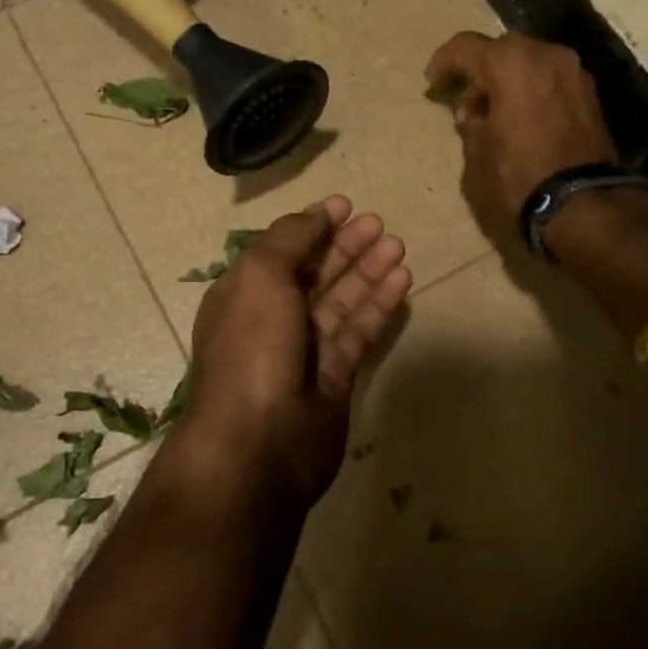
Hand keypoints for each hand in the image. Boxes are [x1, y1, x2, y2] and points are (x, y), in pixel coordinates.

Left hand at [182, 197, 411, 506]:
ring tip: (398, 246)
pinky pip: (360, 332)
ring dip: (368, 271)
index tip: (346, 206)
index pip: (283, 251)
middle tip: (380, 224)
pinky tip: (402, 281)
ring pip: (342, 301)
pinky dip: (379, 306)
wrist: (259, 443)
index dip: (314, 227)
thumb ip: (290, 239)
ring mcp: (305, 350)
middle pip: (315, 273)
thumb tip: (317, 214)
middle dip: (346, 246)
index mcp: (245, 293)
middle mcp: (273, 318)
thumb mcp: (260, 276)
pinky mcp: (336, 376)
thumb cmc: (252, 347)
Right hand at [425, 31, 618, 233]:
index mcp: (511, 63)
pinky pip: (551, 80)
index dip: (444, 62)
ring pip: (531, 62)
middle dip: (481, 69)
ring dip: (509, 79)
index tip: (433, 82)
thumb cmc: (518, 176)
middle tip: (467, 100)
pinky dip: (532, 90)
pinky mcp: (590, 95)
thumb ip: (471, 125)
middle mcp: (545, 55)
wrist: (581, 204)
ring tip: (495, 112)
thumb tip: (474, 115)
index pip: (466, 47)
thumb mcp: (477, 154)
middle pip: (503, 49)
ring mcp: (573, 73)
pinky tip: (522, 118)